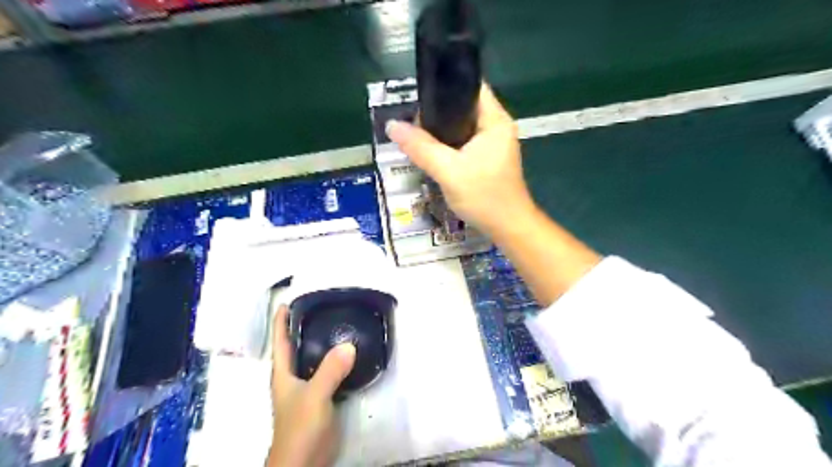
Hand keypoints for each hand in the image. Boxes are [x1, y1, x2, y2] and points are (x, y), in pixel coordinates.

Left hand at [269, 305, 354, 464]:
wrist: (305, 461)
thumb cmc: (300, 427)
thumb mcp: (315, 396)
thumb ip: (330, 370)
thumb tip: (350, 344)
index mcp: (283, 374)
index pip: (280, 342)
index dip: (280, 322)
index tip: (286, 302)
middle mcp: (293, 377)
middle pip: (296, 347)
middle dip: (304, 327)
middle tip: (320, 307)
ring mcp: (307, 388)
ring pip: (314, 359)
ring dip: (323, 343)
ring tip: (337, 324)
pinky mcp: (321, 397)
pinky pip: (328, 371)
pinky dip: (336, 360)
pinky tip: (349, 353)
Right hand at [387, 82, 536, 236]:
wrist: (508, 228)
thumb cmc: (484, 197)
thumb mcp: (448, 171)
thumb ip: (420, 147)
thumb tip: (392, 125)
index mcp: (495, 121)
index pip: (471, 87)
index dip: (446, 86)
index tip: (420, 95)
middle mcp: (497, 127)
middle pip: (464, 106)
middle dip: (438, 111)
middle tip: (413, 123)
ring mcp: (494, 144)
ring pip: (462, 127)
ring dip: (442, 131)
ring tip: (417, 136)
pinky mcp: (489, 159)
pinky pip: (464, 143)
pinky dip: (449, 145)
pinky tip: (433, 153)